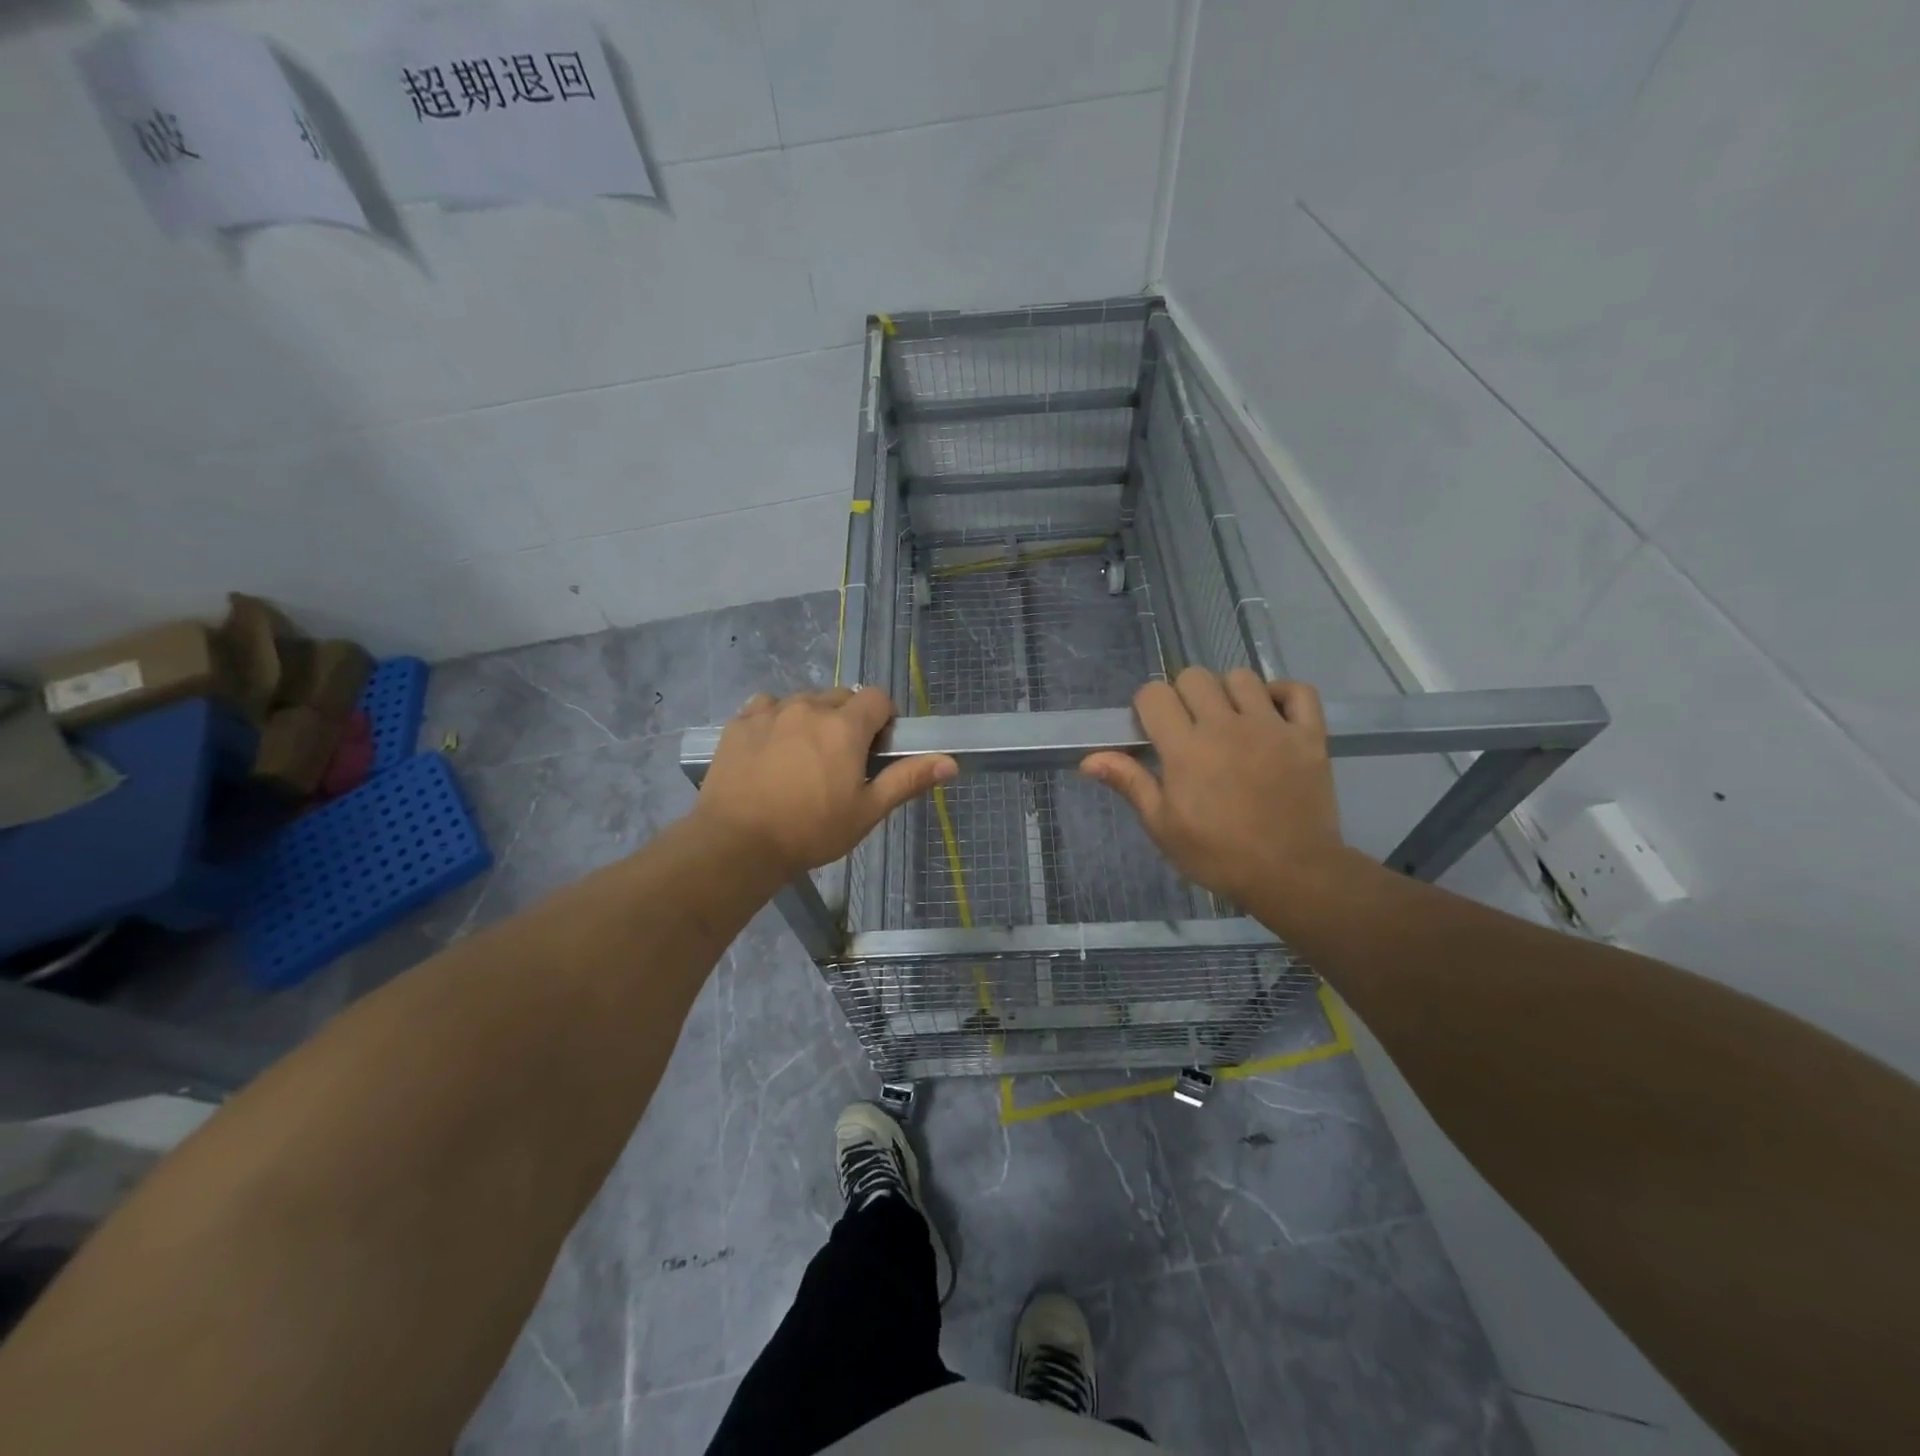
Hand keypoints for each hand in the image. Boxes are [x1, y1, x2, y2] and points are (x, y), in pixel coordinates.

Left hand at [694, 687, 956, 880]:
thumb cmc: (811, 830)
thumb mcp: (867, 811)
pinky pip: (767, 707)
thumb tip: (951, 762)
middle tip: (841, 760)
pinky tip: (771, 750)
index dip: (883, 719)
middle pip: (841, 697)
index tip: (875, 749)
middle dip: (848, 720)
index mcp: (845, 726)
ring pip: (803, 701)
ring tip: (803, 758)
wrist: (737, 843)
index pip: (877, 697)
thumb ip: (907, 779)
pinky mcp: (740, 722)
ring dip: (812, 719)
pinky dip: (776, 720)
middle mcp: (809, 707)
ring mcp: (771, 711)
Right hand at [1082, 668, 1349, 910]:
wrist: (1292, 874)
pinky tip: (1272, 714)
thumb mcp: (1163, 826)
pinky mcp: (1308, 735)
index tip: (1153, 731)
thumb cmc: (1218, 855)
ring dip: (1229, 693)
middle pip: (1194, 676)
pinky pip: (1297, 691)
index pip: (1154, 694)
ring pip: (1241, 677)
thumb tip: (1088, 760)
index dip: (1147, 707)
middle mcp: (1226, 726)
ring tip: (1230, 722)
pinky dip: (1283, 694)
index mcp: (1185, 748)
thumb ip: (1130, 783)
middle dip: (1184, 695)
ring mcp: (1271, 726)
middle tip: (1189, 727)